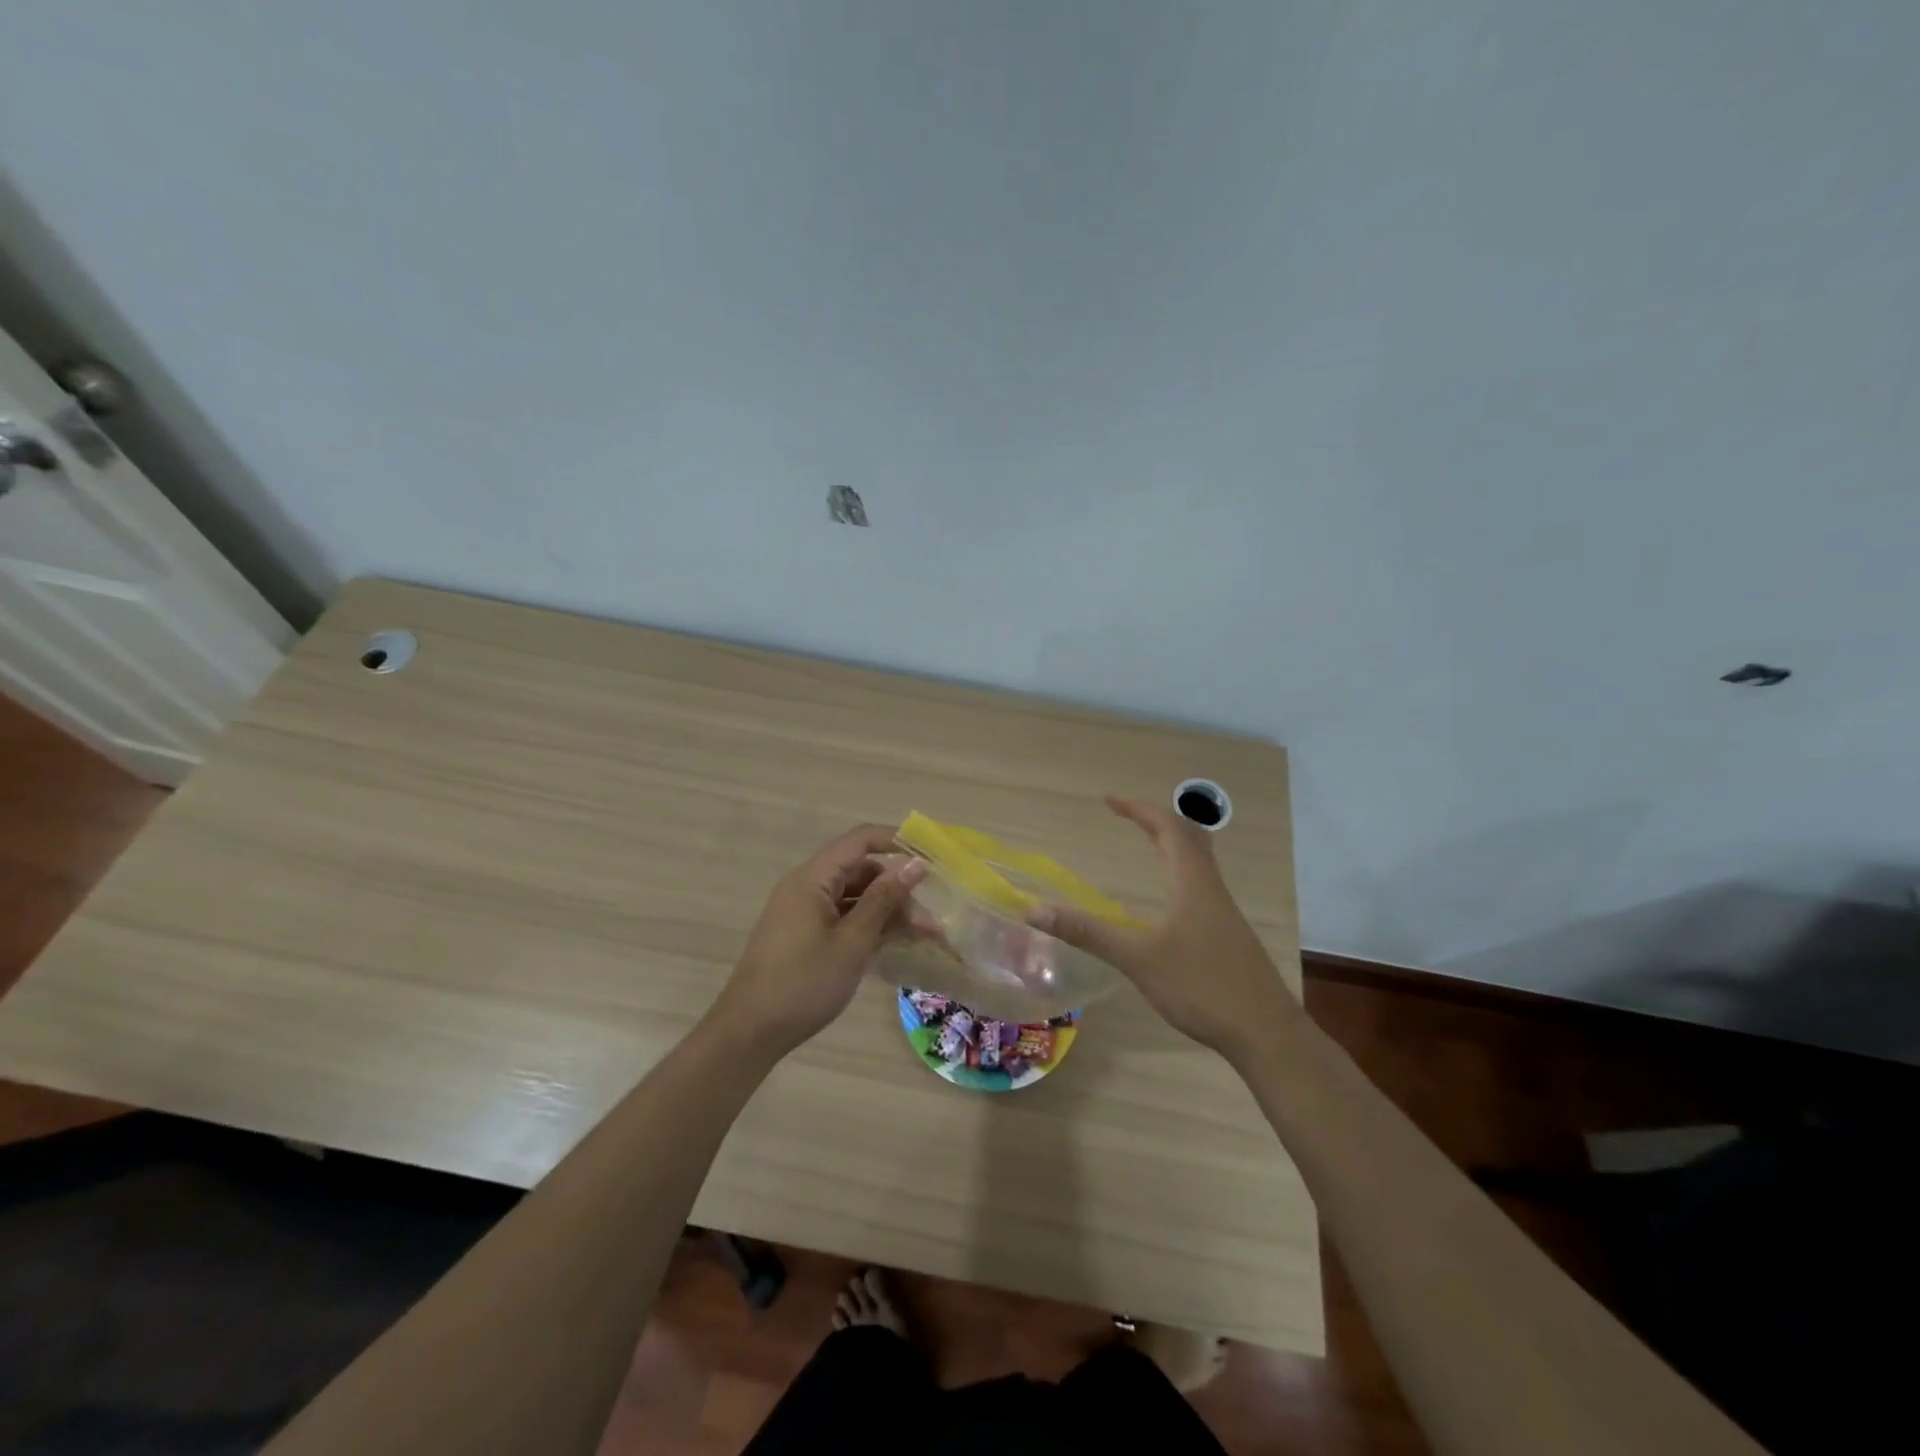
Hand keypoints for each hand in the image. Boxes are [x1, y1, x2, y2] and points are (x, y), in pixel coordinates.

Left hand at [710, 825, 927, 1057]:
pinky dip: (869, 926)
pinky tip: (894, 944)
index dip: (896, 841)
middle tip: (930, 920)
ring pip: (855, 897)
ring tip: (922, 936)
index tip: (931, 858)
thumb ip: (884, 900)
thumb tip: (915, 865)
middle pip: (861, 871)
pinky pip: (843, 917)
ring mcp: (805, 912)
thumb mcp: (852, 942)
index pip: (860, 840)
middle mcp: (807, 887)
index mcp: (812, 879)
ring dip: (888, 912)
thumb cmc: (803, 983)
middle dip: (898, 889)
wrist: (750, 1032)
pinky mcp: (805, 935)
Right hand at [1028, 795, 1297, 1060]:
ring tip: (1147, 843)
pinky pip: (1202, 884)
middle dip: (1156, 819)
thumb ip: (1088, 933)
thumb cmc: (1202, 987)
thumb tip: (1036, 909)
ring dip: (1172, 843)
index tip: (1109, 800)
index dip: (1138, 809)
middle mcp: (1211, 889)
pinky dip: (1180, 870)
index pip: (1168, 828)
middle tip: (1126, 816)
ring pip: (1200, 861)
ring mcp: (1224, 912)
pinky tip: (1170, 898)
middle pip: (1189, 837)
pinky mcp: (1228, 934)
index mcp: (1192, 883)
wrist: (1266, 1033)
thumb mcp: (1138, 959)